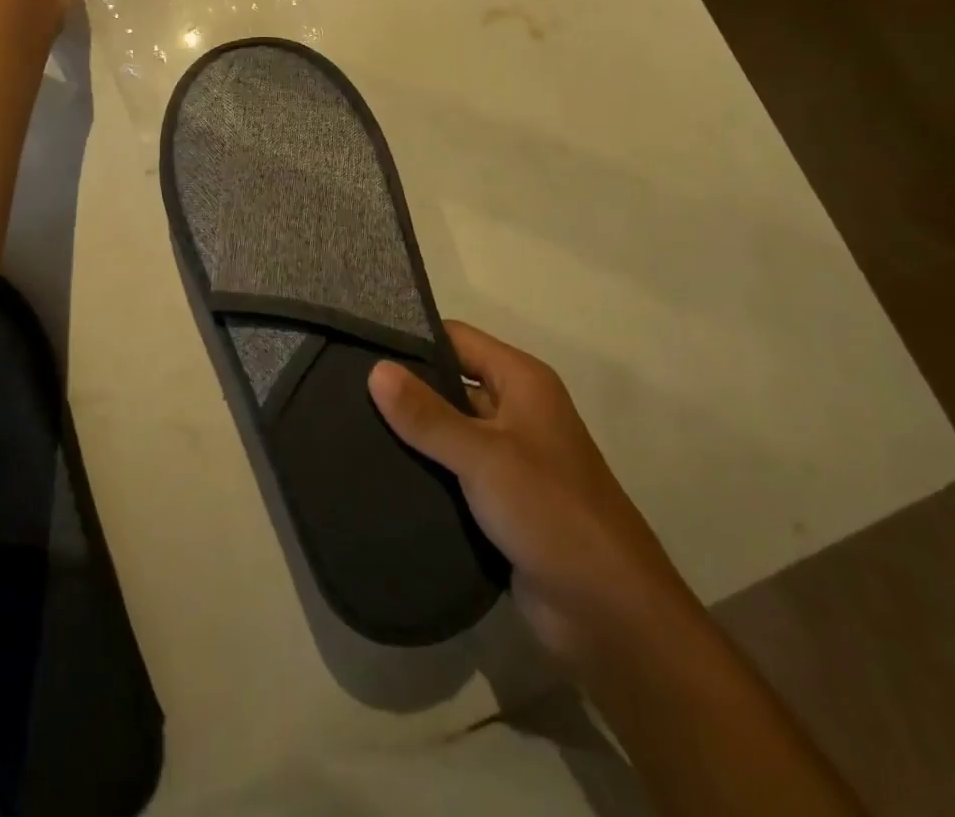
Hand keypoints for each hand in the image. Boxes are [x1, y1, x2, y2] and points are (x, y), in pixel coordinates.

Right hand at [369, 321, 695, 667]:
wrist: (610, 614)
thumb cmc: (551, 512)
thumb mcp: (484, 456)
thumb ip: (428, 415)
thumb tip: (375, 369)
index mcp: (522, 381)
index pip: (456, 339)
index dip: (412, 339)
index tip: (360, 346)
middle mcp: (516, 410)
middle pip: (449, 383)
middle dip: (404, 389)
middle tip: (344, 390)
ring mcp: (509, 458)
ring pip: (447, 431)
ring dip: (411, 434)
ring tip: (350, 428)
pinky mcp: (500, 501)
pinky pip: (453, 472)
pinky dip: (424, 471)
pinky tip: (379, 473)